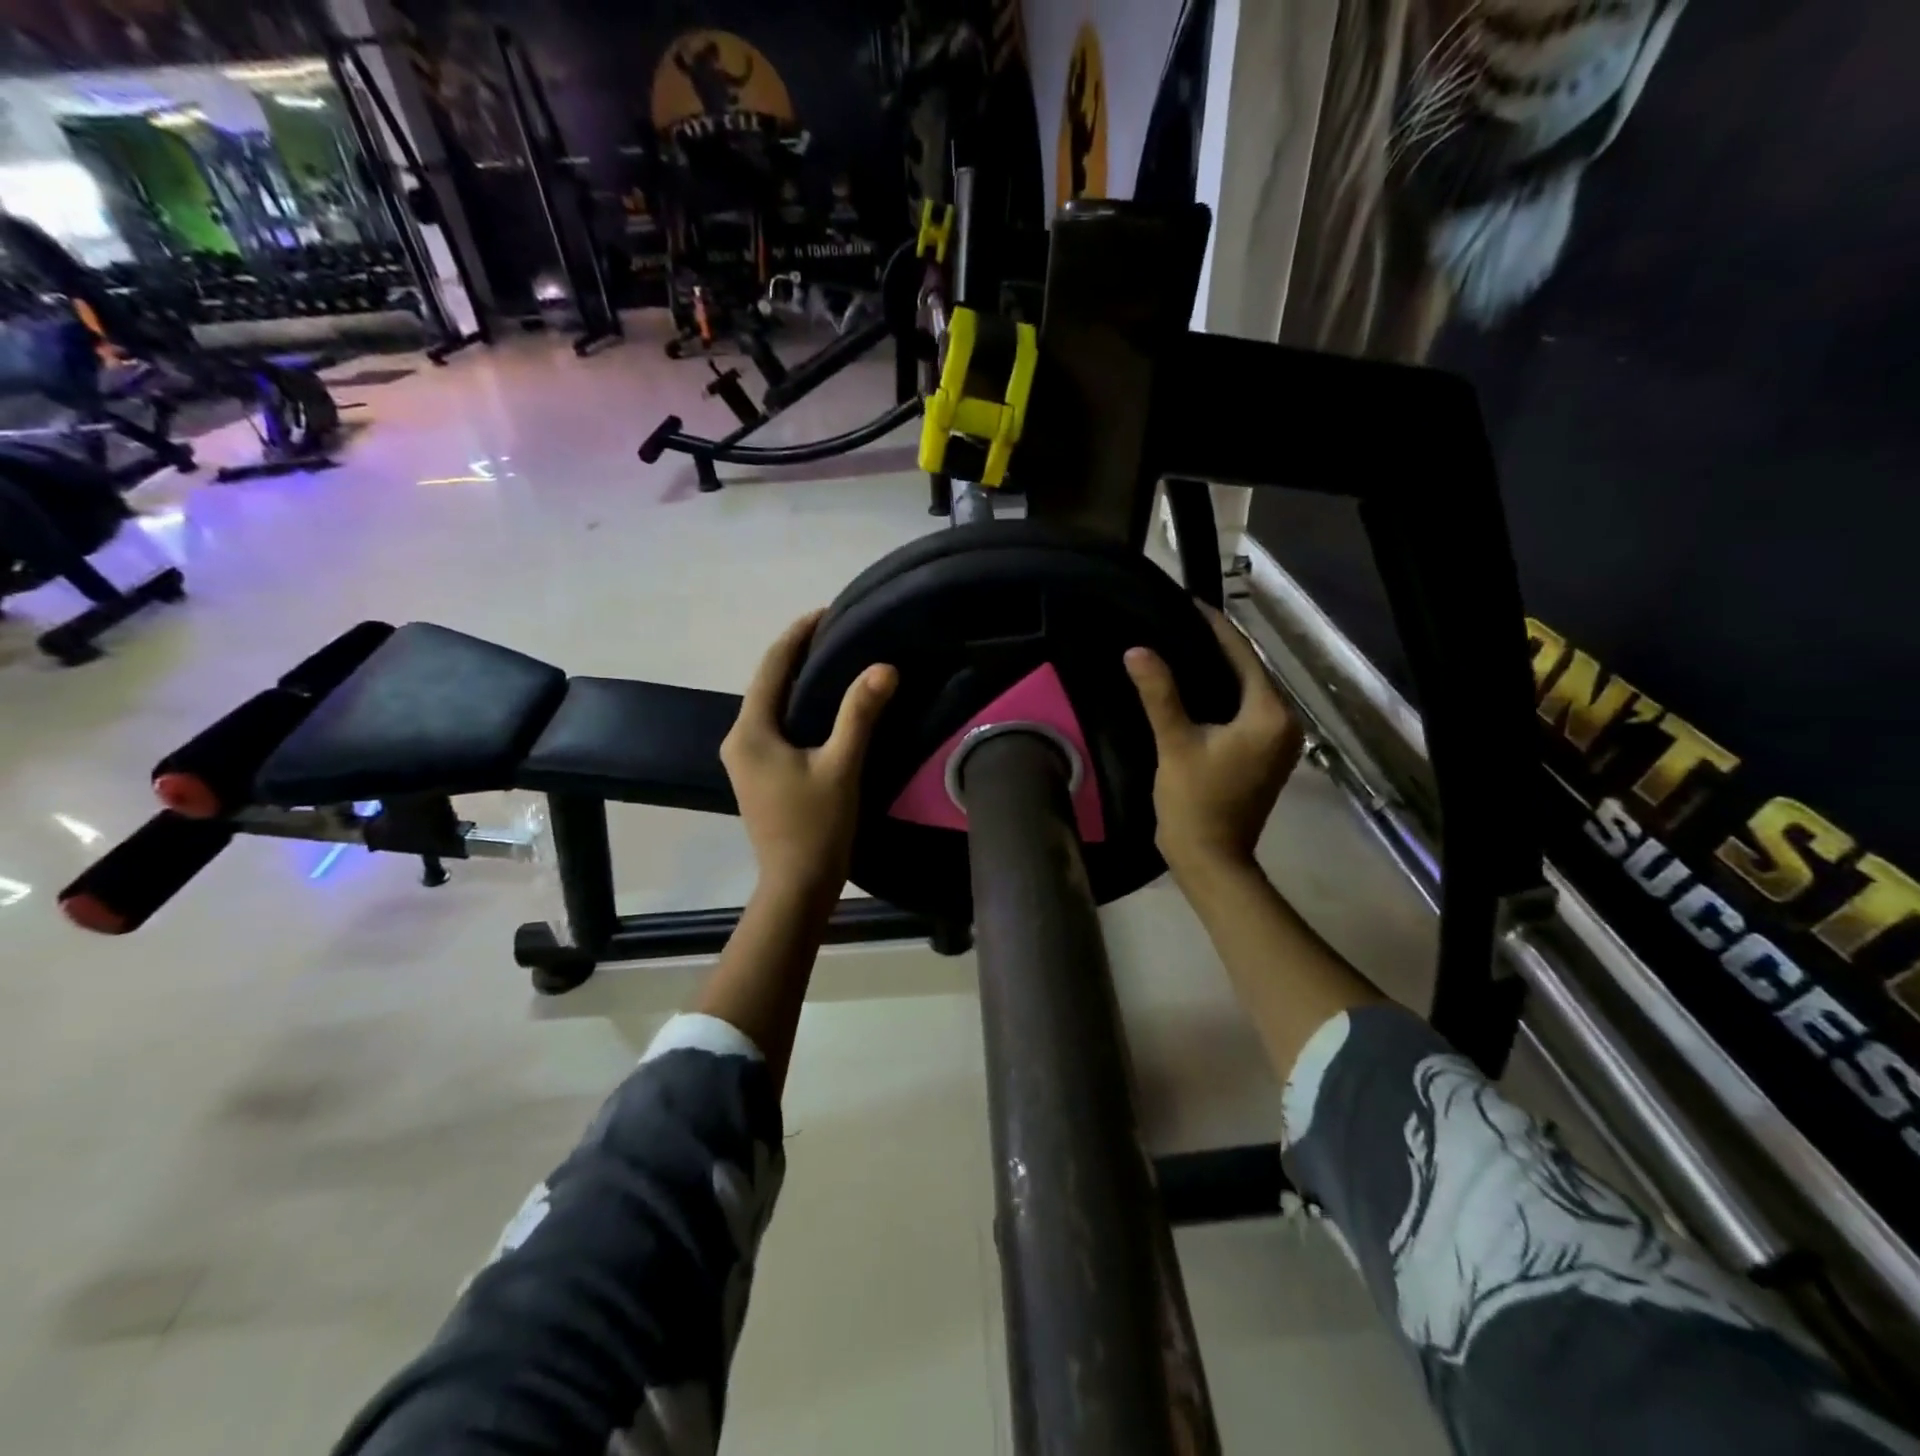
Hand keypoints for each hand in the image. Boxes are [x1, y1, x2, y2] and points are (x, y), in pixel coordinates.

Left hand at [721, 611, 898, 902]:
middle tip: (840, 633)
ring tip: (837, 660)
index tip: (828, 611)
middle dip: (799, 654)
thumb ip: (860, 714)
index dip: (798, 634)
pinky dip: (798, 707)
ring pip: (772, 705)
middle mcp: (739, 739)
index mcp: (750, 732)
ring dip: (800, 680)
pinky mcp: (758, 774)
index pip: (772, 666)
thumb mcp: (842, 766)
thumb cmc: (816, 827)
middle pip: (768, 682)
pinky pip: (776, 725)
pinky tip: (826, 705)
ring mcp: (745, 759)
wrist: (797, 885)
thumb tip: (884, 666)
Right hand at [1124, 606, 1302, 884]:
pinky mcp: (1265, 753)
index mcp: (1271, 714)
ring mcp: (1278, 740)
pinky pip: (1244, 710)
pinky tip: (1191, 685)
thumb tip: (1137, 649)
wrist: (1210, 858)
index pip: (1243, 655)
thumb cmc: (1195, 802)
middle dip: (1214, 645)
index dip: (1213, 626)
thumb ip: (1159, 694)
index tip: (1185, 602)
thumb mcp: (1175, 744)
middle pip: (1248, 670)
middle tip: (1174, 622)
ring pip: (1246, 690)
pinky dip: (1221, 694)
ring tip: (1178, 645)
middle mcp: (1285, 722)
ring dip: (1217, 669)